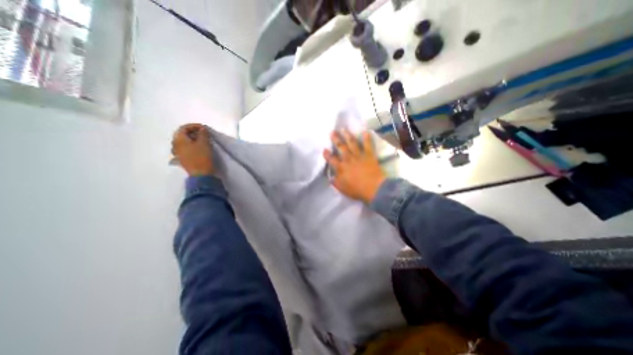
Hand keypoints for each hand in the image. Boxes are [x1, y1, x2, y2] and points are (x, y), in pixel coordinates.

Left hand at [172, 123, 215, 175]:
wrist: (201, 174)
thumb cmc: (202, 157)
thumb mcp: (204, 143)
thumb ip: (203, 134)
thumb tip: (202, 129)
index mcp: (178, 140)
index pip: (184, 128)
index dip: (194, 126)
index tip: (204, 128)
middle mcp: (175, 145)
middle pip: (182, 134)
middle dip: (193, 132)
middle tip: (204, 133)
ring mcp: (177, 153)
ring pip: (184, 142)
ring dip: (192, 139)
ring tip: (202, 141)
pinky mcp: (182, 159)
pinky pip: (185, 148)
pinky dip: (192, 145)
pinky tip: (199, 148)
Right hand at [322, 129, 385, 203]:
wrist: (374, 189)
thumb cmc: (357, 190)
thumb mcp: (342, 189)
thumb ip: (335, 182)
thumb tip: (330, 177)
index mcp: (341, 168)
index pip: (331, 159)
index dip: (327, 154)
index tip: (324, 149)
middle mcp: (348, 159)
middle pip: (341, 147)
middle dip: (336, 139)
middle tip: (332, 132)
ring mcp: (359, 156)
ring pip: (352, 143)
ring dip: (347, 135)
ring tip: (343, 129)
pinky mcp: (369, 155)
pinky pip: (367, 145)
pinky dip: (366, 138)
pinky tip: (365, 132)